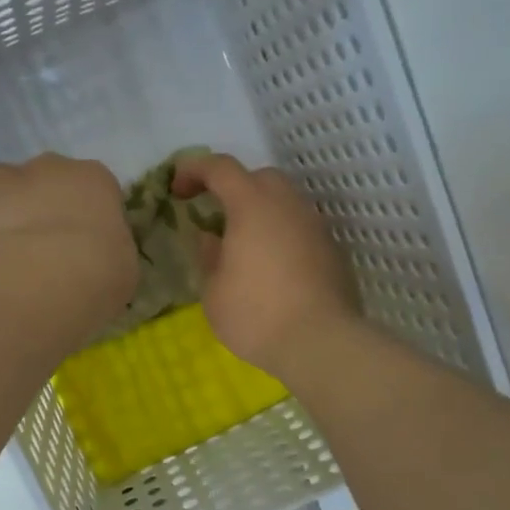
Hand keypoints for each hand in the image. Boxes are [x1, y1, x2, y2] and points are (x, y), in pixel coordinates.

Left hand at [0, 154, 137, 304]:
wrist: (45, 276)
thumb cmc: (99, 272)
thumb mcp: (121, 267)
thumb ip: (104, 252)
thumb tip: (92, 260)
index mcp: (95, 179)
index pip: (91, 187)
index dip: (81, 213)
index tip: (78, 241)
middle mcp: (49, 167)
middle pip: (40, 179)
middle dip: (36, 204)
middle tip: (36, 245)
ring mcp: (4, 177)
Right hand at [172, 154, 362, 379]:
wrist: (321, 342)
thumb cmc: (256, 315)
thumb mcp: (214, 292)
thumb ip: (209, 257)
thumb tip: (211, 239)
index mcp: (252, 205)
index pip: (220, 168)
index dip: (194, 170)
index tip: (177, 189)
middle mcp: (288, 205)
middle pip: (259, 178)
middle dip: (233, 188)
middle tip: (215, 216)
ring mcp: (315, 226)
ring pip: (285, 202)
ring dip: (261, 213)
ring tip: (244, 244)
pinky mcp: (332, 250)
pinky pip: (300, 229)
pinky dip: (282, 236)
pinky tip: (272, 267)